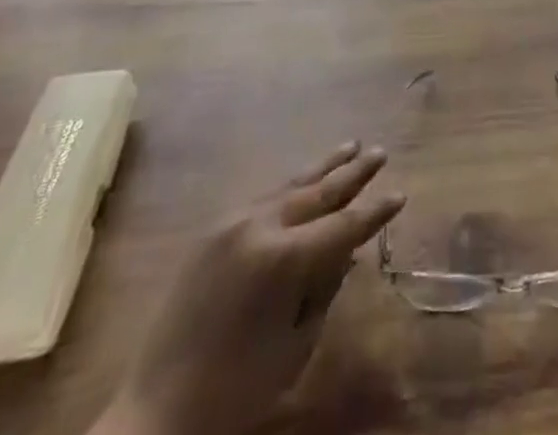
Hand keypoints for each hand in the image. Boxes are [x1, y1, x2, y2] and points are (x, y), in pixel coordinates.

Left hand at [95, 143, 404, 434]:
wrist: (158, 410)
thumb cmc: (237, 390)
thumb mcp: (294, 346)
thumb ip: (323, 291)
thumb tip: (345, 254)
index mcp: (283, 259)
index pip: (342, 226)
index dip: (374, 212)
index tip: (399, 194)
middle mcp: (259, 227)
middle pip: (317, 192)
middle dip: (352, 173)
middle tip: (379, 152)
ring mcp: (231, 223)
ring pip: (288, 185)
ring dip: (321, 169)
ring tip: (348, 148)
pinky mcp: (212, 231)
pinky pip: (262, 199)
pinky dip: (289, 188)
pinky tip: (304, 182)